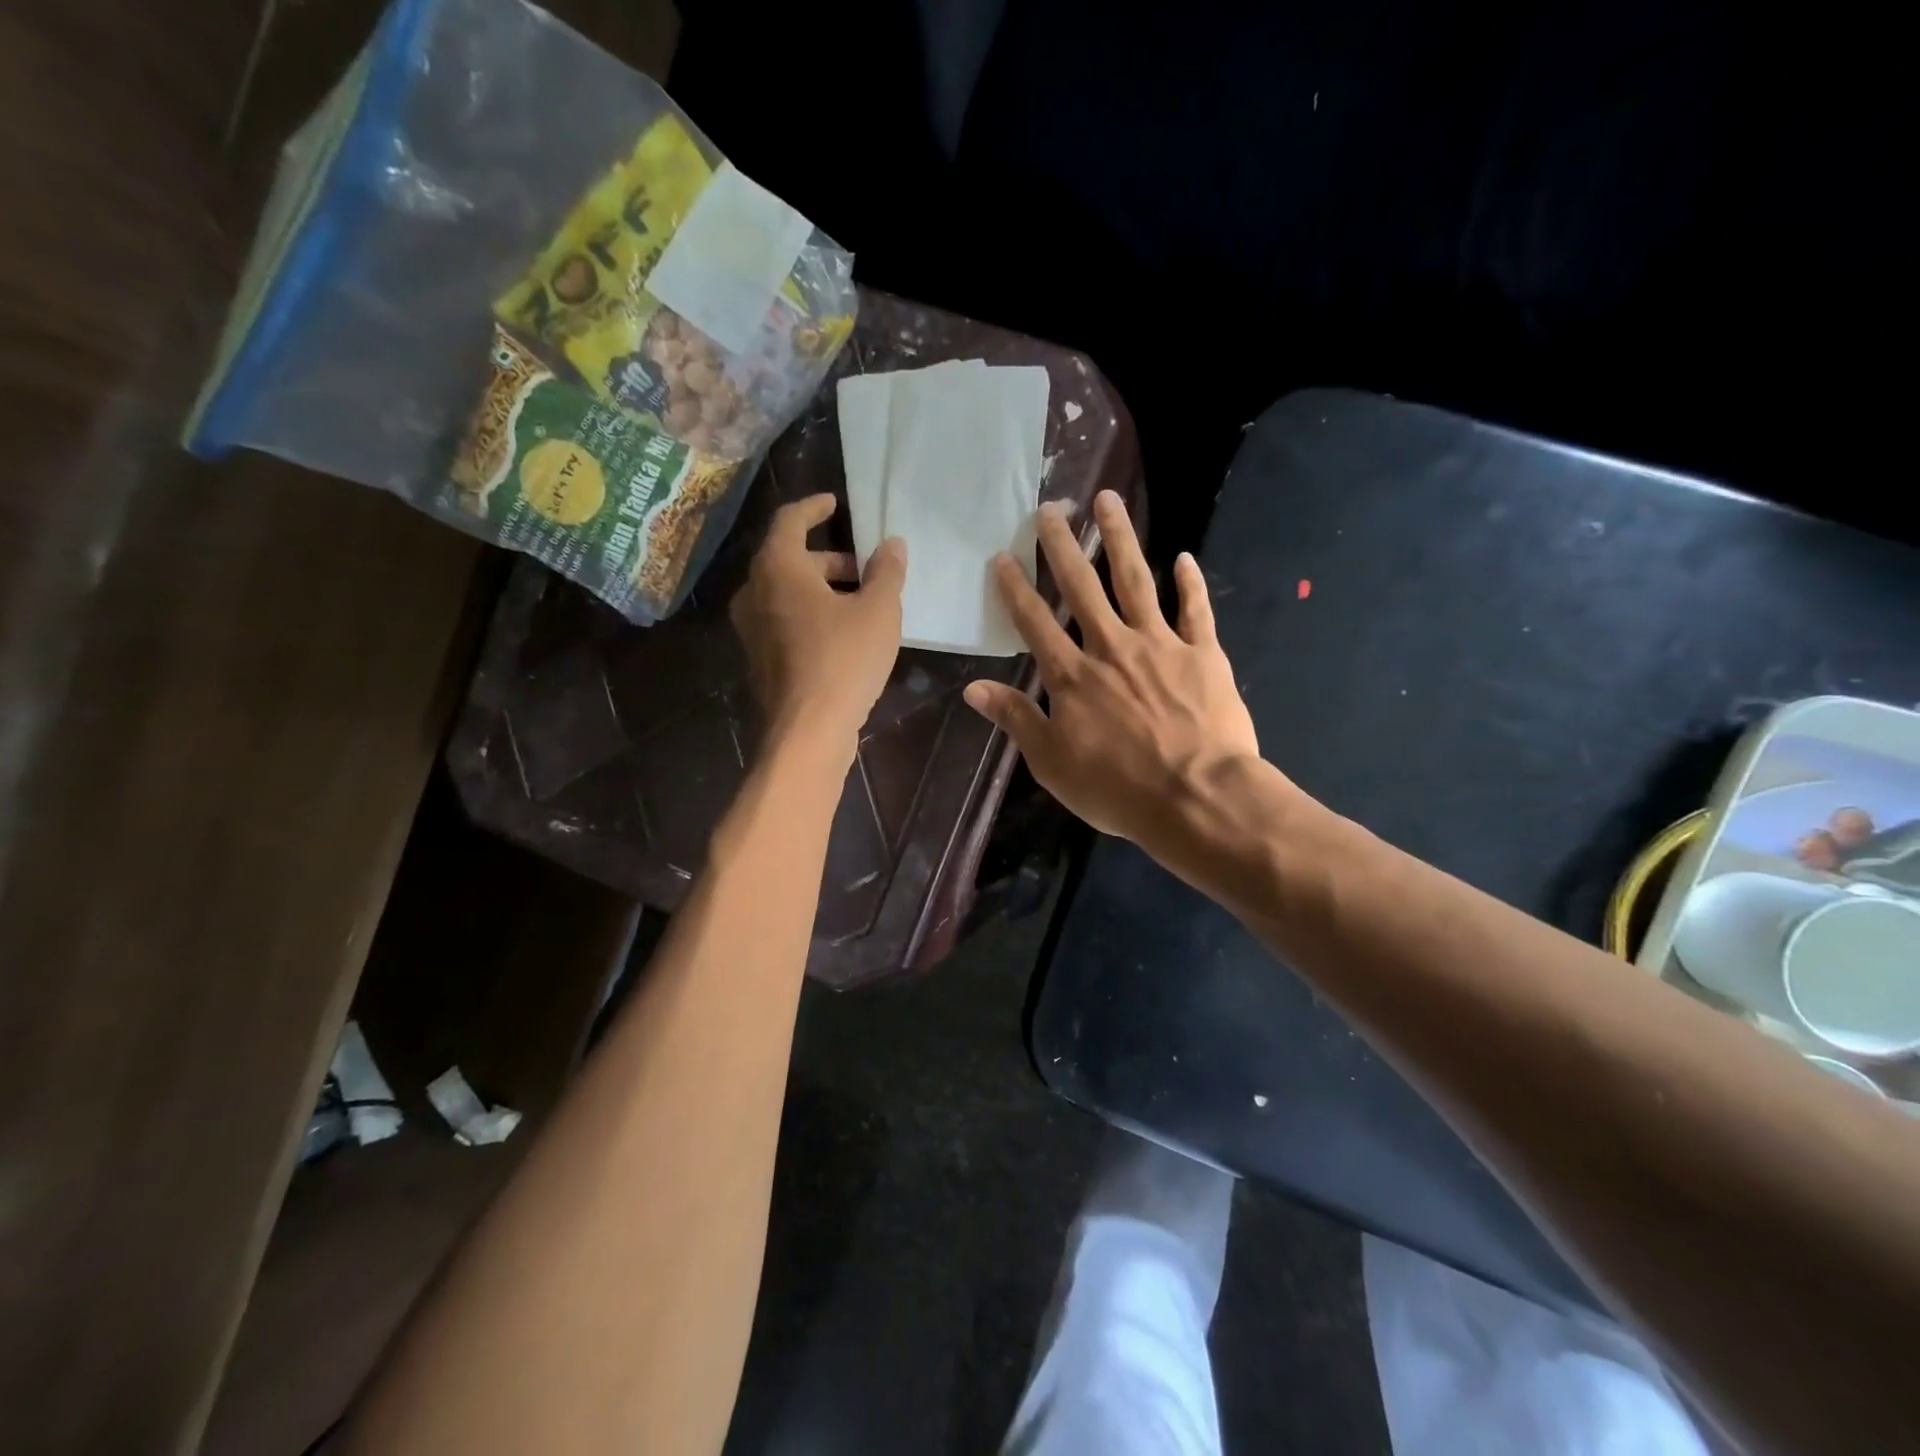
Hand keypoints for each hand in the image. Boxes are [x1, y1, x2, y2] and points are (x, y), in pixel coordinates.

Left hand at [730, 494, 905, 755]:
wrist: (808, 730)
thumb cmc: (844, 660)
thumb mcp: (878, 611)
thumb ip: (886, 572)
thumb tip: (892, 544)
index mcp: (777, 568)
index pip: (790, 520)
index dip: (814, 507)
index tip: (834, 503)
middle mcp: (754, 591)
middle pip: (789, 559)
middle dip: (829, 559)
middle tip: (865, 568)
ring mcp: (751, 629)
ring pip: (786, 592)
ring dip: (821, 589)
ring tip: (861, 602)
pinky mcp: (759, 658)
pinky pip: (784, 620)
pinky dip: (810, 614)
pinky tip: (843, 633)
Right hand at [963, 491, 1258, 848]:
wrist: (1196, 796)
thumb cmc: (1117, 788)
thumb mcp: (1052, 762)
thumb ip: (1016, 719)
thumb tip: (973, 688)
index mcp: (1073, 676)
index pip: (1035, 623)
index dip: (1016, 589)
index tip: (1003, 557)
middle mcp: (1112, 647)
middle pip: (1082, 588)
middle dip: (1063, 547)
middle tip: (1049, 509)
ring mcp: (1161, 645)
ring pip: (1136, 581)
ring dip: (1120, 539)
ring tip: (1108, 500)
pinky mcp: (1204, 654)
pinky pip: (1196, 610)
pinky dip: (1190, 583)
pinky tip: (1184, 557)